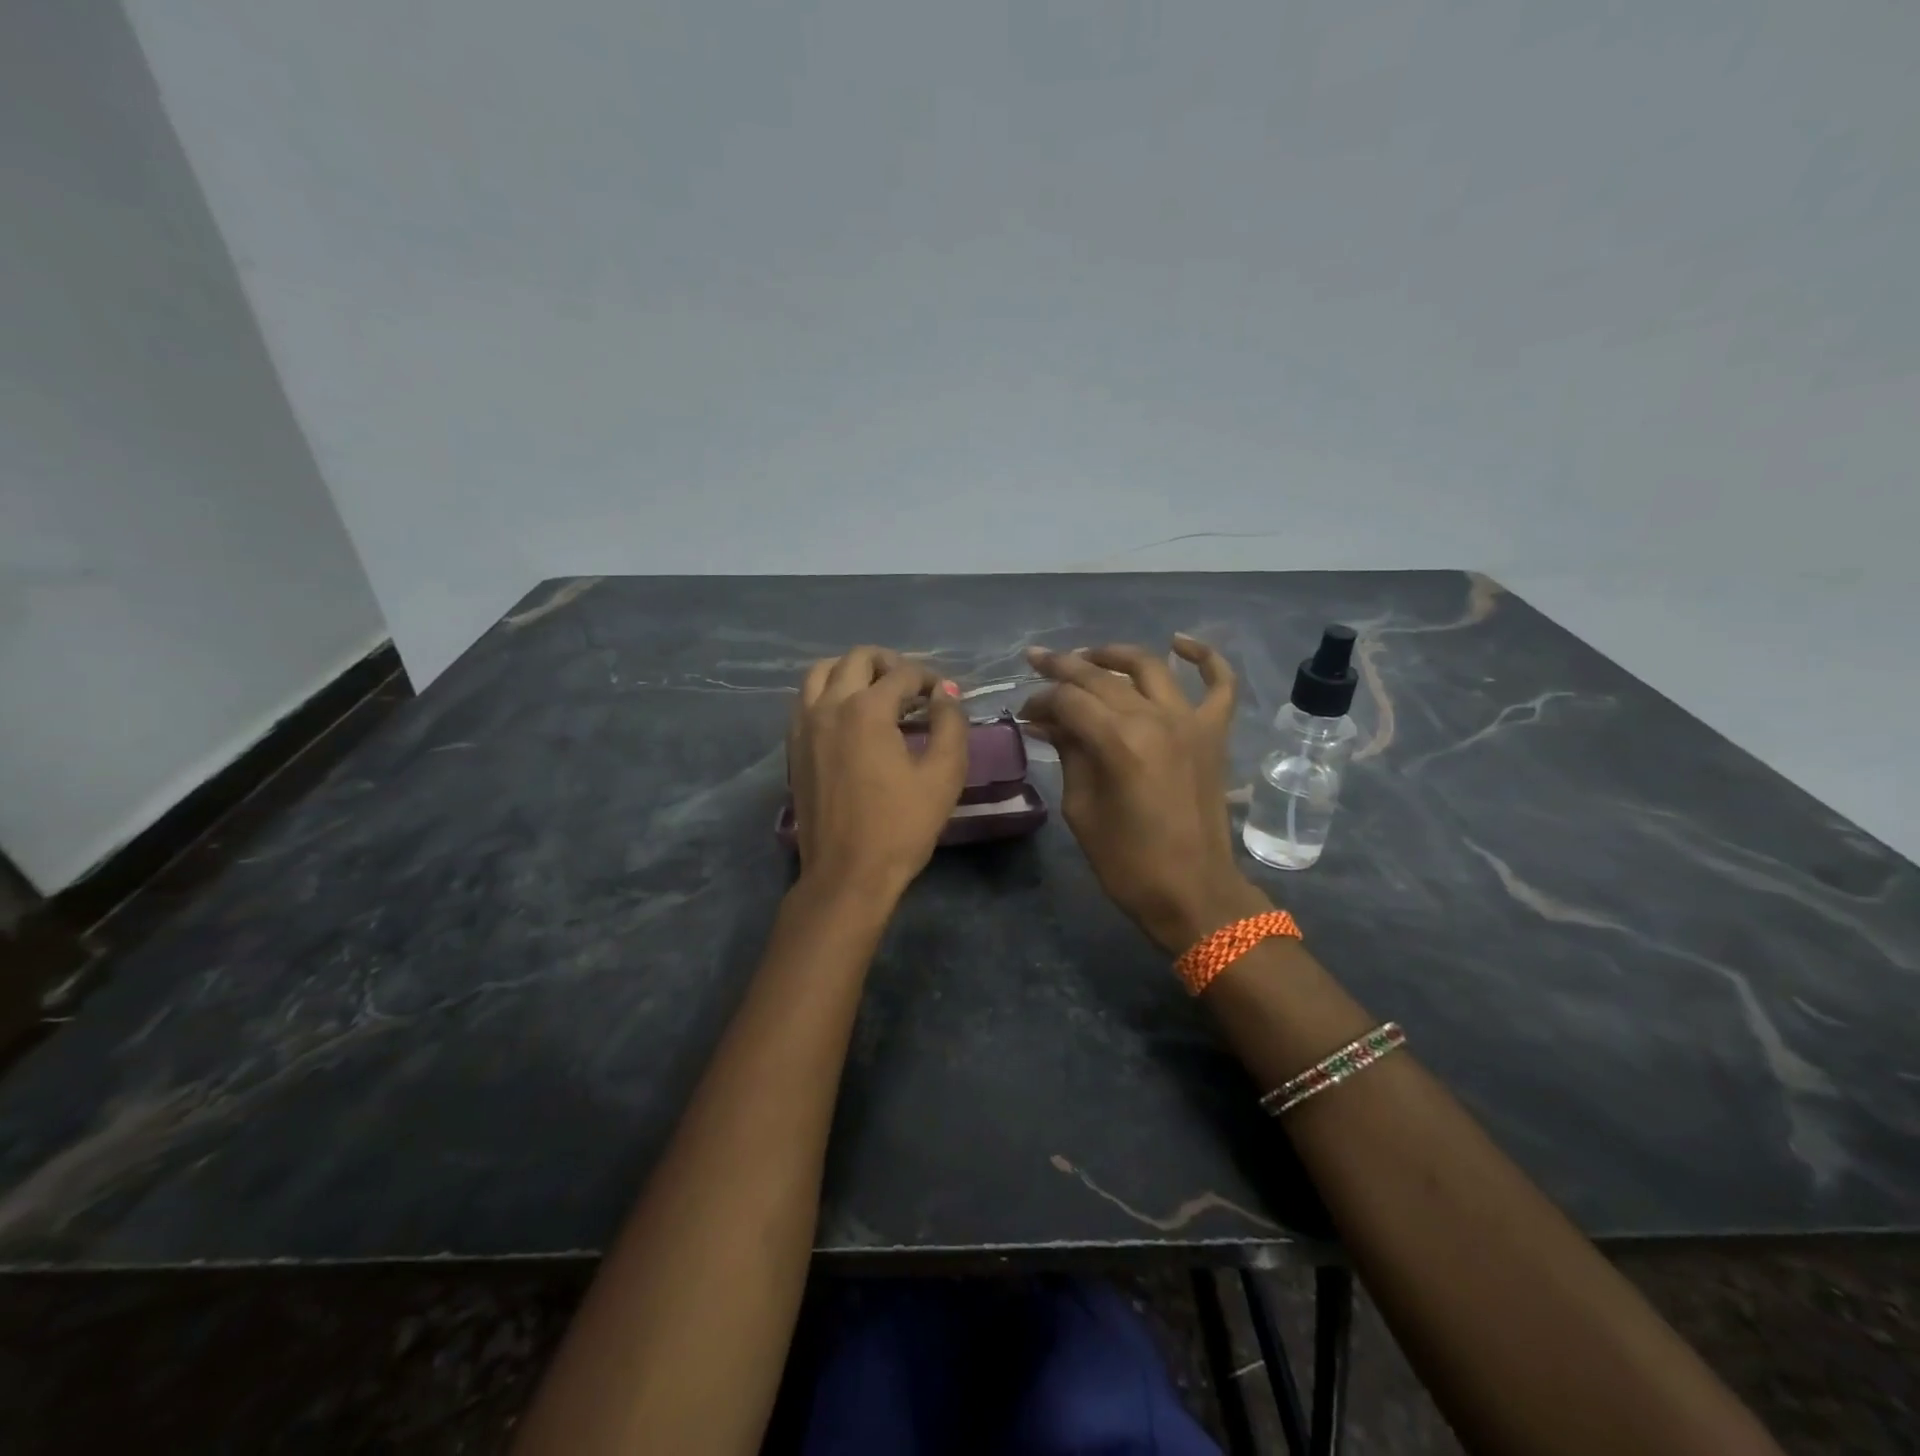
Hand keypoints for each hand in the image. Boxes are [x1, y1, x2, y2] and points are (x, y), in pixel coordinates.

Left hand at [788, 647, 968, 898]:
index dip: (930, 679)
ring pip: (821, 672)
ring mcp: (804, 726)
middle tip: (912, 686)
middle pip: (856, 658)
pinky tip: (848, 717)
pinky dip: (828, 692)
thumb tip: (946, 692)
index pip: (902, 673)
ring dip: (851, 671)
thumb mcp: (943, 776)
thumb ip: (950, 725)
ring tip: (876, 692)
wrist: (847, 874)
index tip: (944, 697)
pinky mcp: (793, 747)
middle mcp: (829, 706)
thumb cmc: (901, 827)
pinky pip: (805, 699)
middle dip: (889, 663)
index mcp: (866, 709)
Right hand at [1021, 636, 1268, 952]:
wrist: (1192, 892)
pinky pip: (1219, 684)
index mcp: (1118, 742)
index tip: (1024, 712)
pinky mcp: (1214, 734)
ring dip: (1115, 655)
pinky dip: (1204, 658)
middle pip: (1102, 677)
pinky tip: (1180, 642)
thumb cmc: (1127, 862)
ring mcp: (1191, 722)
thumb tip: (1049, 722)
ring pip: (1150, 667)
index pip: (1069, 700)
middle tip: (1036, 662)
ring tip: (1088, 656)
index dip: (1040, 700)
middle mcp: (1155, 719)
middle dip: (1063, 667)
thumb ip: (1069, 754)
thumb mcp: (1081, 809)